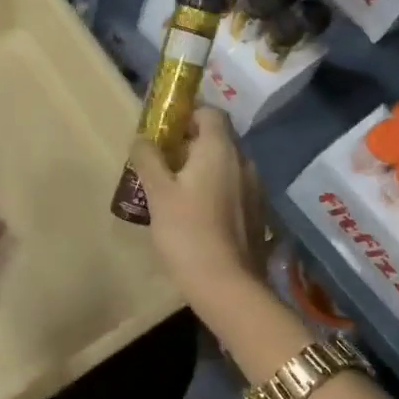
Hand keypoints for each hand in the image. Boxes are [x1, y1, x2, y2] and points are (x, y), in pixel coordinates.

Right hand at [126, 107, 269, 300]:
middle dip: (189, 143)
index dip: (187, 114)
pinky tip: (195, 214)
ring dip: (201, 168)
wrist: (228, 287)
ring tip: (174, 190)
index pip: (209, 112)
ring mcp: (254, 189)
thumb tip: (142, 138)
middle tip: (161, 161)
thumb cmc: (188, 232)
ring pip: (225, 165)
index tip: (164, 129)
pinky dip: (214, 190)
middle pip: (217, 138)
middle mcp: (243, 161)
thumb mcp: (158, 193)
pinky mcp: (256, 214)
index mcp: (220, 149)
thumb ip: (148, 158)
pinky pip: (233, 188)